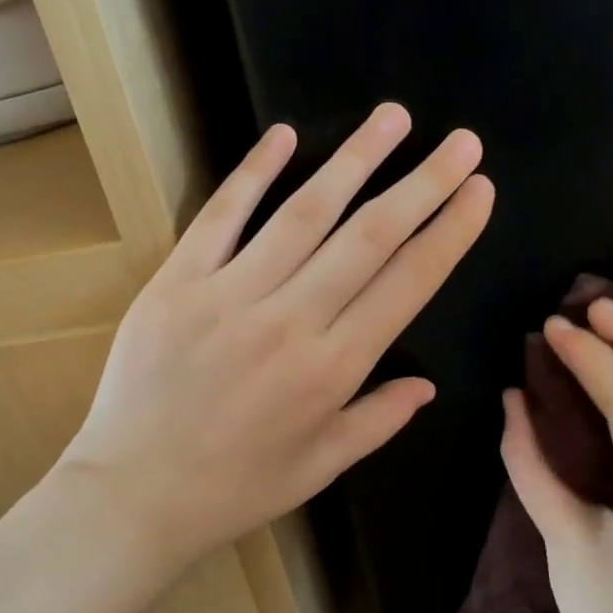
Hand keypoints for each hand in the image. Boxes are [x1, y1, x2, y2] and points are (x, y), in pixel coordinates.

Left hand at [61, 104, 494, 569]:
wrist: (134, 494)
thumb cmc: (234, 488)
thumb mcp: (320, 467)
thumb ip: (378, 419)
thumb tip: (428, 384)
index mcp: (332, 368)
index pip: (407, 283)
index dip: (448, 233)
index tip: (478, 191)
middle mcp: (290, 320)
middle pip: (369, 237)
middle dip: (422, 184)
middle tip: (461, 142)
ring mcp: (230, 294)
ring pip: (304, 213)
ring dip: (354, 160)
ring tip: (393, 118)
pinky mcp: (178, 281)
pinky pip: (222, 216)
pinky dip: (254, 172)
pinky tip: (284, 134)